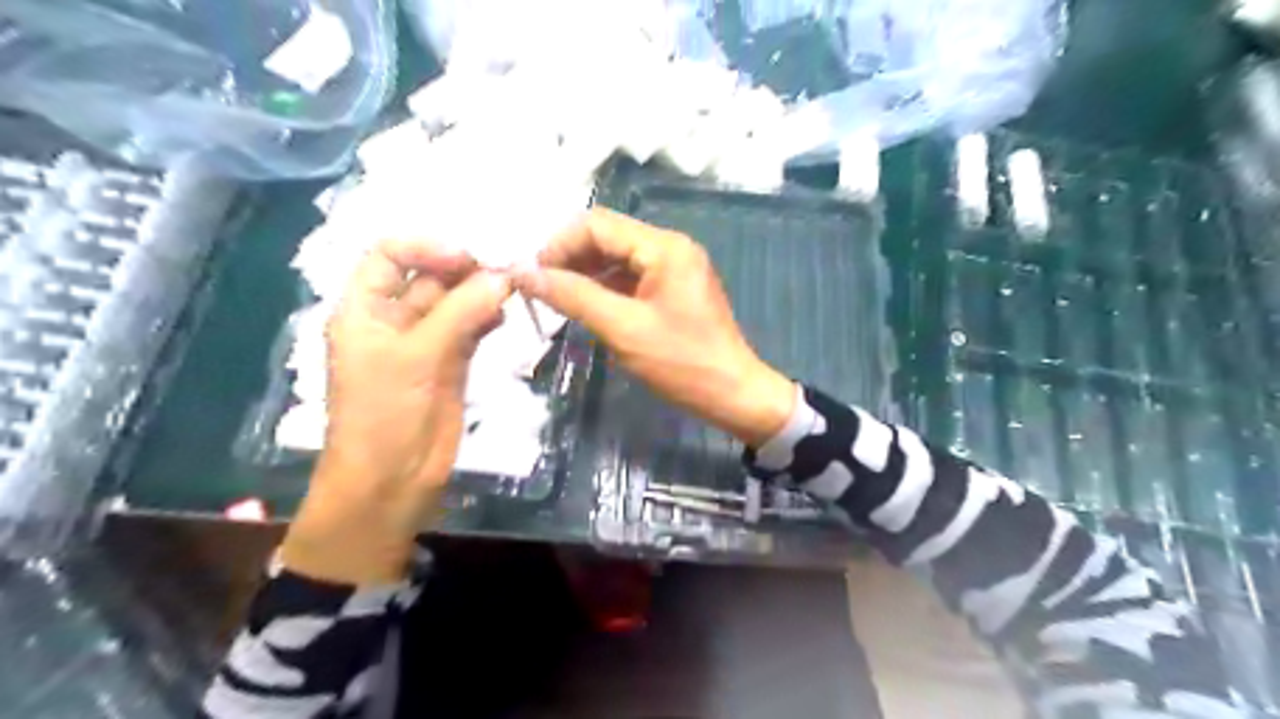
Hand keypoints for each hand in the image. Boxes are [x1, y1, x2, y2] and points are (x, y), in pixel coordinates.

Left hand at [281, 238, 512, 585]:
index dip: (425, 247)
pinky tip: (504, 314)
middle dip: (464, 269)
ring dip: (480, 292)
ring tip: (511, 288)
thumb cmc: (384, 415)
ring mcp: (425, 342)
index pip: (388, 255)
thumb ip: (459, 312)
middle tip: (505, 267)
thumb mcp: (416, 357)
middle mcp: (394, 319)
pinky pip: (471, 328)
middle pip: (429, 276)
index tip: (466, 256)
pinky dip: (488, 318)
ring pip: (455, 302)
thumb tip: (503, 276)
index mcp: (364, 309)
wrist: (392, 482)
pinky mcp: (451, 363)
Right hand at [513, 205, 796, 446]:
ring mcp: (673, 269)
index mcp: (663, 247)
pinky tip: (585, 309)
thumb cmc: (681, 362)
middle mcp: (670, 247)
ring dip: (584, 275)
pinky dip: (604, 290)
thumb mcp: (622, 328)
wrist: (733, 395)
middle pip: (606, 237)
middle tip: (541, 292)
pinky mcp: (673, 290)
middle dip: (570, 260)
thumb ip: (572, 296)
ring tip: (557, 303)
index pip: (597, 224)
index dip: (558, 246)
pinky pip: (630, 279)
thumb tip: (522, 271)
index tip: (532, 278)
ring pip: (616, 259)